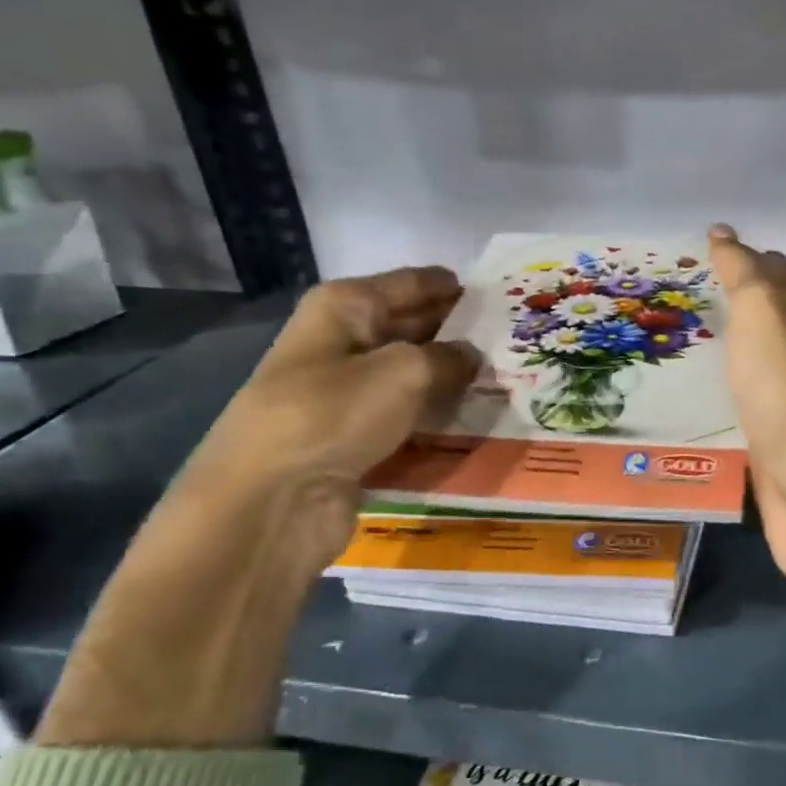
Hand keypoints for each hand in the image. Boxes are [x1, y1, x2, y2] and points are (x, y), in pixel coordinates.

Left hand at [40, 269, 478, 746]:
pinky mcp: (353, 436)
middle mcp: (342, 342)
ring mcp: (345, 393)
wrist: (269, 502)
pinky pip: (406, 417)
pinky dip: (436, 418)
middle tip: (516, 341)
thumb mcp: (405, 372)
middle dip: (460, 333)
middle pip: (413, 326)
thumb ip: (450, 357)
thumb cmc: (333, 414)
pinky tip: (475, 420)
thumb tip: (471, 356)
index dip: (456, 288)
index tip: (503, 296)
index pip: (413, 284)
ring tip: (509, 380)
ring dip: (453, 380)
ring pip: (413, 376)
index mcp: (345, 307)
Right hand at [707, 226, 785, 603]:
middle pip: (769, 327)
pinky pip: (739, 421)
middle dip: (732, 309)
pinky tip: (687, 412)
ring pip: (752, 374)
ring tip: (670, 352)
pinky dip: (718, 408)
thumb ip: (746, 276)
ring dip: (722, 360)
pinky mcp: (770, 459)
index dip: (749, 260)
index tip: (706, 251)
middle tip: (677, 301)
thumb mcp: (766, 316)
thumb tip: (726, 234)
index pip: (780, 279)